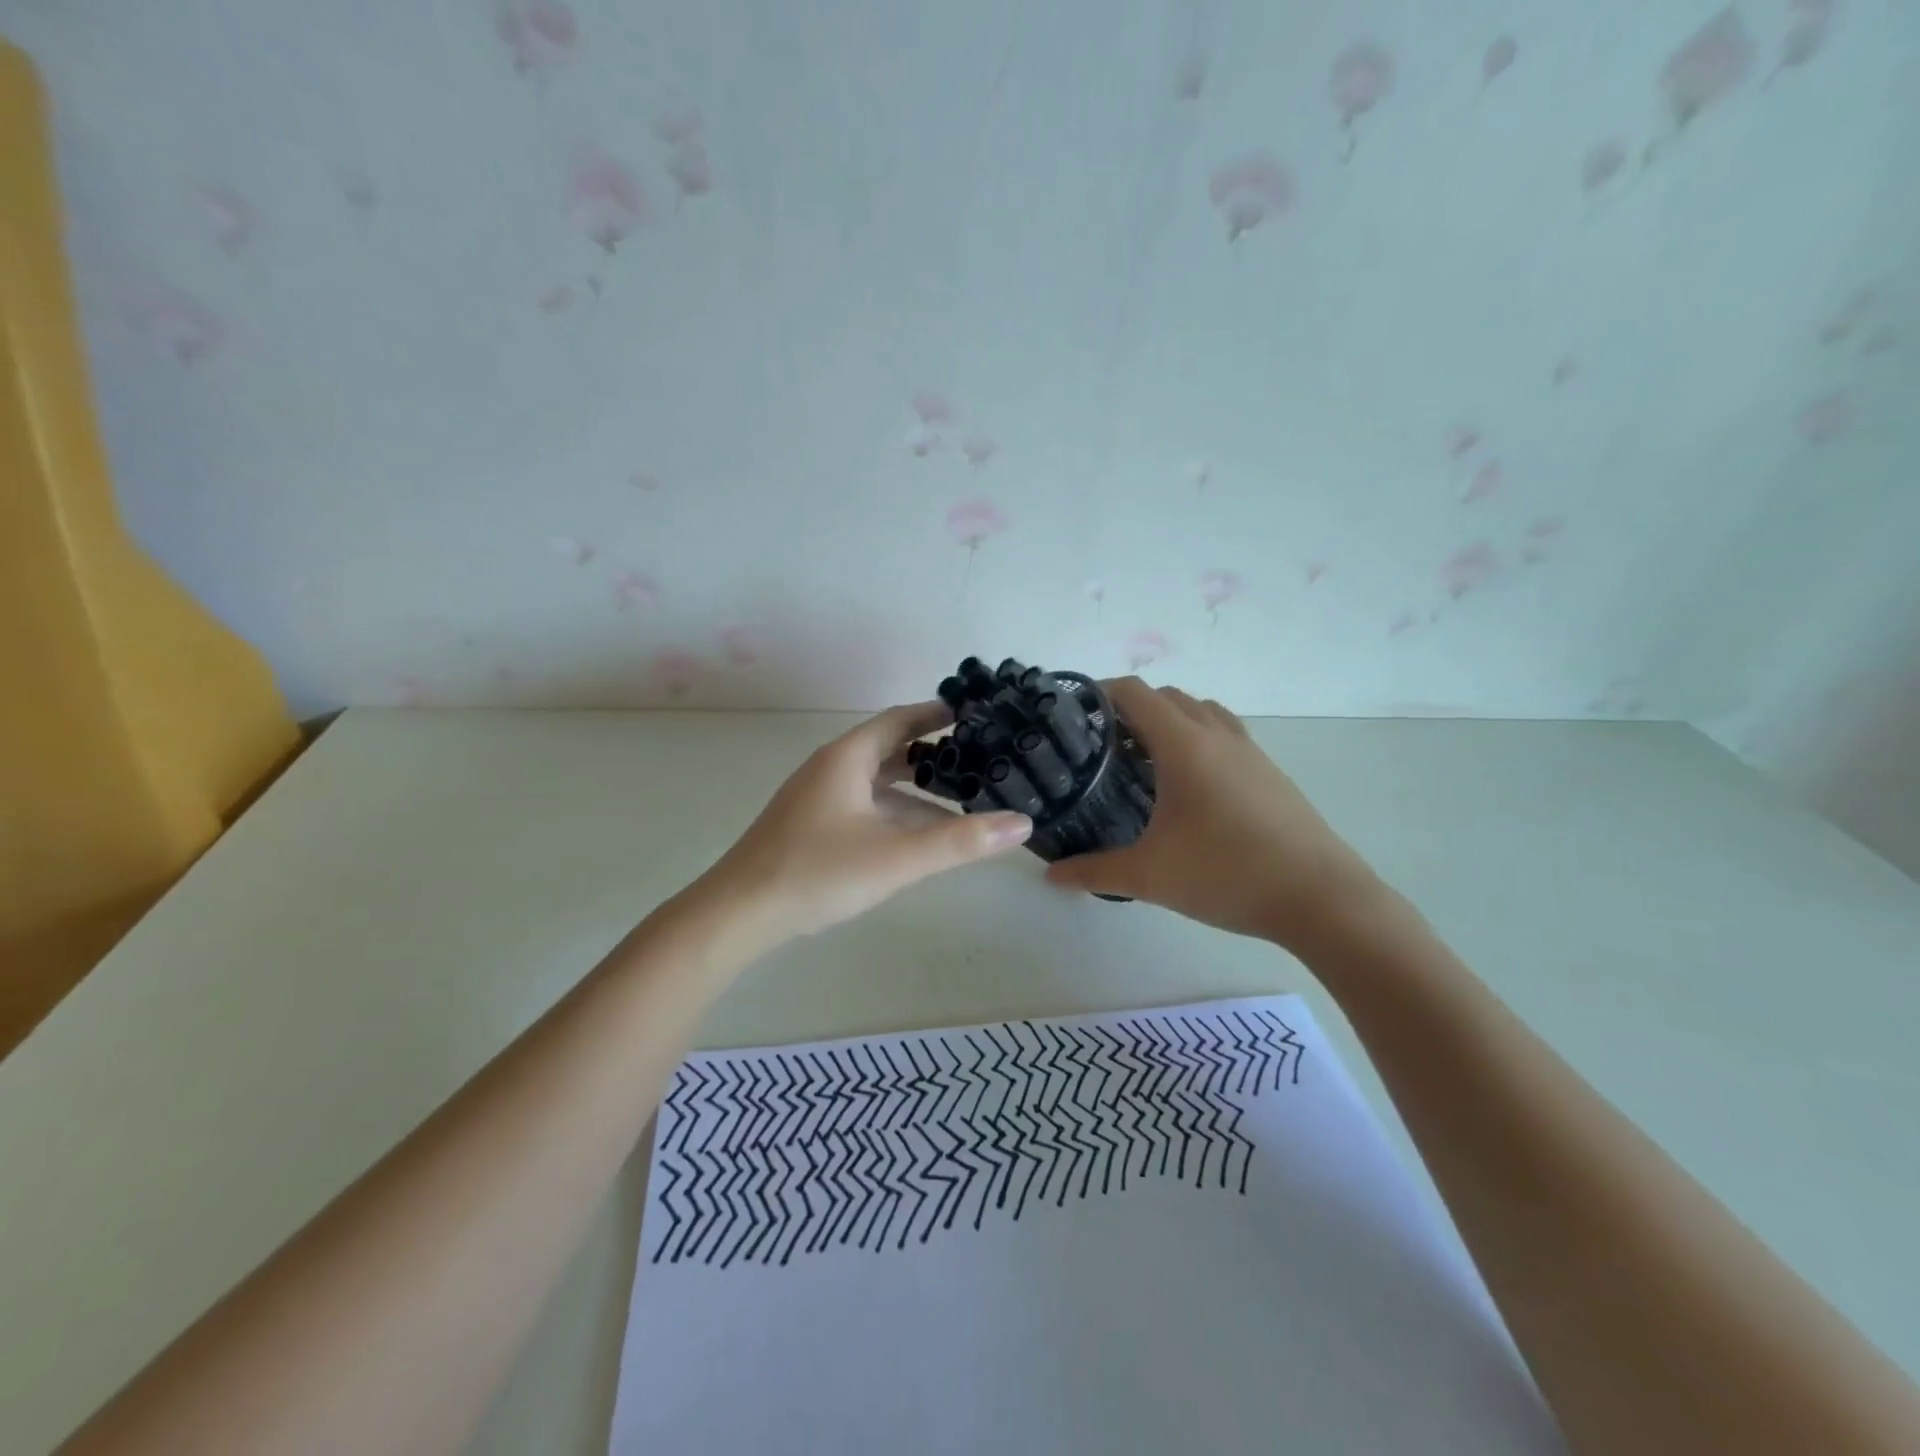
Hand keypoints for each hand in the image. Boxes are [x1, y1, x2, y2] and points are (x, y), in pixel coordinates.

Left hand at [693, 702, 1032, 945]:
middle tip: (979, 759)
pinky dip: (895, 813)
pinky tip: (918, 837)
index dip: (937, 713)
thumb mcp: (897, 856)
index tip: (975, 713)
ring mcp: (817, 799)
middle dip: (933, 754)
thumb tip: (1022, 823)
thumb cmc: (818, 872)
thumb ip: (961, 841)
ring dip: (916, 789)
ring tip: (961, 800)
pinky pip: (864, 807)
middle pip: (890, 749)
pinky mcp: (811, 827)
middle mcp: (831, 769)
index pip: (900, 720)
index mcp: (847, 758)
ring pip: (877, 784)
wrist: (738, 914)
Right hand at [1045, 679, 1382, 949]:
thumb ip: (1094, 872)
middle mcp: (1217, 736)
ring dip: (1168, 721)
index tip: (1073, 715)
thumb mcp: (1150, 877)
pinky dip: (1197, 740)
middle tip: (1100, 745)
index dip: (1099, 693)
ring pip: (1200, 712)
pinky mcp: (1270, 773)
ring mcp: (1250, 752)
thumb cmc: (1228, 875)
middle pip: (1167, 696)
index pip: (1134, 693)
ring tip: (1143, 760)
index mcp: (1185, 745)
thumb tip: (1051, 875)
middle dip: (1130, 709)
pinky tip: (1188, 787)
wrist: (1322, 899)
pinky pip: (1223, 735)